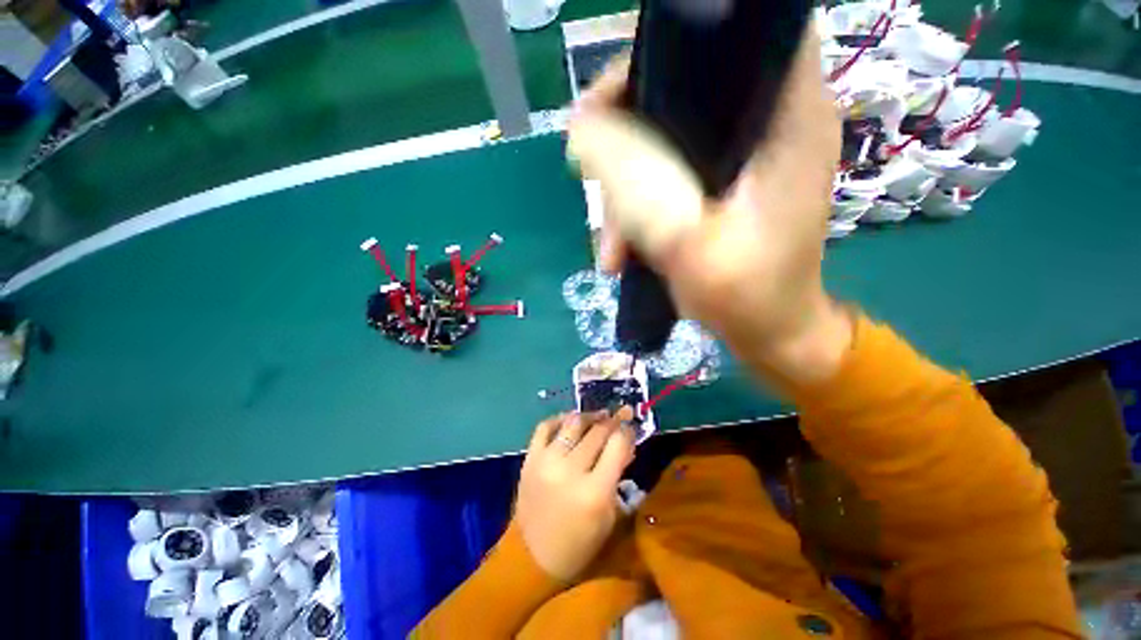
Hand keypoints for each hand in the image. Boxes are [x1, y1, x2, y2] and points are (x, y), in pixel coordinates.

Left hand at [516, 409, 634, 580]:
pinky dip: (559, 419)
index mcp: (595, 491)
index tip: (631, 425)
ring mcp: (546, 461)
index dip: (627, 431)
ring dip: (589, 416)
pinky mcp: (529, 459)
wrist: (532, 556)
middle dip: (612, 420)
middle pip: (597, 432)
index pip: (617, 445)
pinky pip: (545, 427)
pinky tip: (571, 420)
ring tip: (599, 415)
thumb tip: (626, 444)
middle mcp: (570, 470)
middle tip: (620, 414)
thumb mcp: (609, 514)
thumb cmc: (579, 542)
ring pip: (573, 424)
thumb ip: (618, 475)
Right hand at [567, 27, 852, 383]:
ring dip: (624, 189)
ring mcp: (740, 156)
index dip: (674, 44)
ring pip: (661, 138)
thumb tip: (582, 130)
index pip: (741, 31)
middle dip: (625, 132)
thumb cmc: (746, 297)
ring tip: (613, 249)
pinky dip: (636, 206)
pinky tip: (622, 250)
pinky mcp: (720, 183)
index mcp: (787, 118)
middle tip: (597, 186)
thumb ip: (637, 185)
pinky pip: (662, 172)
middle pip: (682, 86)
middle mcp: (768, 122)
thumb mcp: (687, 244)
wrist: (768, 334)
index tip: (618, 96)